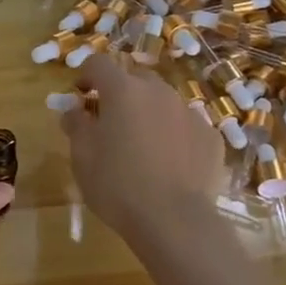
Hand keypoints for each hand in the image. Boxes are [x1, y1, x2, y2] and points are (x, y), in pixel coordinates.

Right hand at [59, 54, 223, 244]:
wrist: (174, 221)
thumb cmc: (117, 185)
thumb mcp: (82, 157)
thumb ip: (76, 125)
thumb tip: (74, 111)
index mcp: (123, 90)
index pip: (99, 63)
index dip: (86, 75)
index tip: (80, 95)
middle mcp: (159, 92)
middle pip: (135, 79)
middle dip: (120, 93)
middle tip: (111, 122)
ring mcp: (189, 113)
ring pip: (164, 102)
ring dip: (149, 113)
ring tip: (142, 145)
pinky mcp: (211, 137)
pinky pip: (186, 126)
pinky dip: (175, 135)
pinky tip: (170, 163)